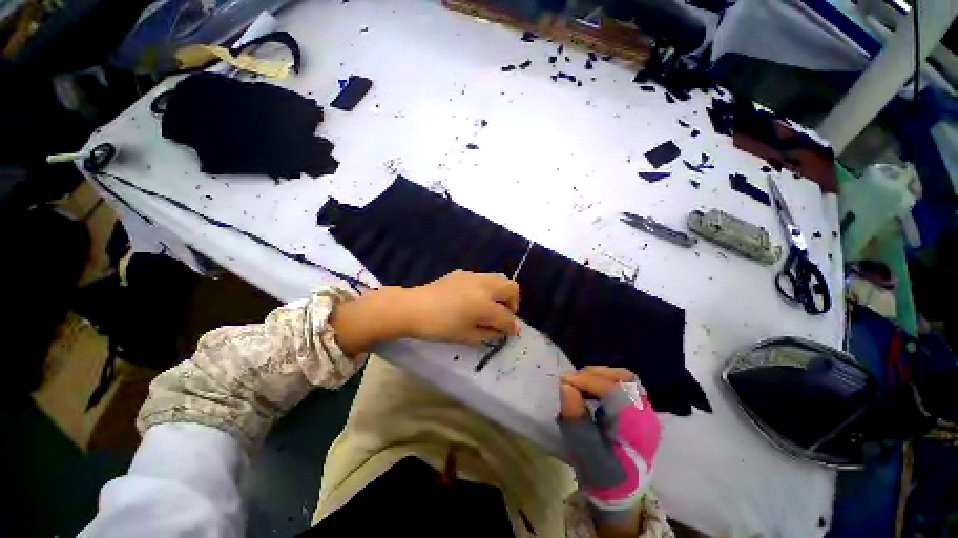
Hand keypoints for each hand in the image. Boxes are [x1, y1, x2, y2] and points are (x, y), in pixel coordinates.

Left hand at [400, 270, 519, 343]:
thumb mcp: (466, 336)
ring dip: (502, 292)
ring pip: (499, 278)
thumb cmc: (439, 327)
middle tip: (504, 314)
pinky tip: (474, 298)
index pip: (507, 316)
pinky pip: (484, 277)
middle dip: (513, 302)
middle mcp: (483, 286)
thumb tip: (501, 331)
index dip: (511, 327)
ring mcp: (473, 276)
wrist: (413, 308)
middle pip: (511, 287)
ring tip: (492, 305)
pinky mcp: (463, 273)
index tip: (511, 333)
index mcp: (484, 304)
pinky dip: (488, 287)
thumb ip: (489, 334)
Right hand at [558, 367, 661, 536]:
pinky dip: (604, 381)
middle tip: (571, 381)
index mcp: (636, 426)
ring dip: (598, 376)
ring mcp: (644, 411)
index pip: (613, 390)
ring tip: (578, 383)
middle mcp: (645, 414)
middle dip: (594, 374)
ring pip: (623, 378)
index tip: (564, 382)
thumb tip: (566, 386)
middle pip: (623, 378)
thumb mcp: (585, 451)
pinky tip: (589, 389)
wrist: (620, 494)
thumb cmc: (602, 476)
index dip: (586, 381)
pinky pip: (622, 385)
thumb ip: (575, 418)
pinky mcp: (637, 410)